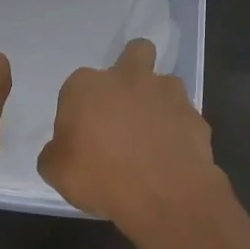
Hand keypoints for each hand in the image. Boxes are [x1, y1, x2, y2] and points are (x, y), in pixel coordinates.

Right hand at [39, 38, 226, 231]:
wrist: (164, 195)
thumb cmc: (100, 177)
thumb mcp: (56, 172)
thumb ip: (55, 152)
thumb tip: (62, 149)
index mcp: (86, 86)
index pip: (77, 86)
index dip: (79, 109)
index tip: (81, 134)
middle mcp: (127, 78)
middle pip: (134, 53)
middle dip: (130, 69)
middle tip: (125, 105)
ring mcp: (166, 93)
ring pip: (164, 82)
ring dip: (157, 100)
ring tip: (152, 133)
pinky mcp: (194, 115)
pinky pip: (183, 116)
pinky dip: (177, 129)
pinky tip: (171, 153)